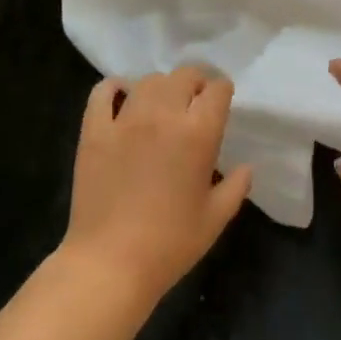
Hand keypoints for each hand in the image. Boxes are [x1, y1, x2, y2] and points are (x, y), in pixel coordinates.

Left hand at [60, 67, 253, 305]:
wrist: (110, 263)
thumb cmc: (170, 244)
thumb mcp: (215, 219)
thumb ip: (235, 187)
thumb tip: (245, 167)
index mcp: (198, 133)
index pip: (217, 89)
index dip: (222, 91)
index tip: (220, 103)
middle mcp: (163, 115)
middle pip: (184, 76)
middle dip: (195, 83)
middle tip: (194, 104)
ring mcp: (124, 119)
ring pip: (148, 80)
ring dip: (161, 88)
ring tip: (162, 105)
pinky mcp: (94, 130)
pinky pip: (102, 92)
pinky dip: (114, 88)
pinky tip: (121, 97)